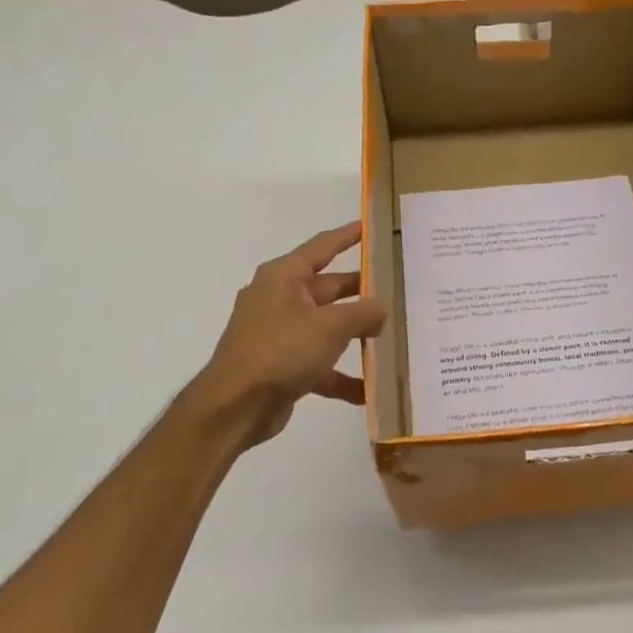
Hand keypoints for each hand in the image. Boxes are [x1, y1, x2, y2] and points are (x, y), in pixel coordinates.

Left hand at [188, 222, 387, 448]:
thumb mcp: (331, 326)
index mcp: (283, 277)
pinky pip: (319, 364)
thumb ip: (364, 312)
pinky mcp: (281, 366)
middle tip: (397, 287)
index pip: (322, 247)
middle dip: (362, 291)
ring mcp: (279, 334)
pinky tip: (369, 390)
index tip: (371, 225)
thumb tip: (382, 308)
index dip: (348, 235)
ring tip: (391, 337)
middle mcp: (279, 300)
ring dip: (355, 335)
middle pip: (329, 288)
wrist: (235, 407)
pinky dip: (342, 375)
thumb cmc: (281, 351)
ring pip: (326, 327)